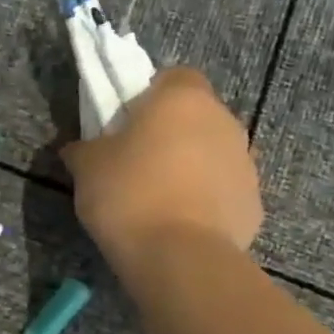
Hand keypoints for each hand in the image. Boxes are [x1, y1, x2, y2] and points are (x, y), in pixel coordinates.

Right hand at [61, 67, 261, 263]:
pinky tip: (178, 224)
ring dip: (189, 166)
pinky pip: (222, 191)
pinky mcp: (253, 203)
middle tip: (135, 160)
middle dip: (170, 132)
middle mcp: (224, 121)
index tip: (125, 122)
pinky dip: (204, 201)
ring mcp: (245, 162)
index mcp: (183, 99)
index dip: (149, 96)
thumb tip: (80, 148)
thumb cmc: (129, 195)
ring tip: (156, 199)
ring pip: (211, 153)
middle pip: (195, 116)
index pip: (173, 77)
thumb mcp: (86, 167)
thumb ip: (84, 148)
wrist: (179, 257)